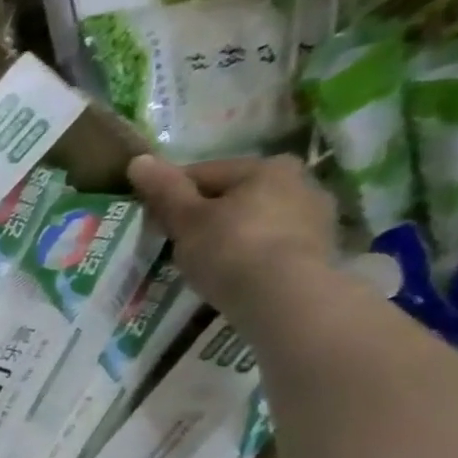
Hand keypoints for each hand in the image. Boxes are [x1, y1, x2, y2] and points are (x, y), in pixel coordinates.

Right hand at [128, 154, 337, 328]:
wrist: (286, 297)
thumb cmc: (230, 249)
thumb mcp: (186, 219)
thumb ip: (164, 190)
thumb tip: (138, 160)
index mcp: (265, 167)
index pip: (203, 173)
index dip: (170, 195)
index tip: (150, 219)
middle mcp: (299, 181)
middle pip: (232, 195)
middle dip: (203, 215)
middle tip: (174, 242)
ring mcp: (315, 216)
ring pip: (253, 220)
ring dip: (228, 234)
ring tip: (202, 261)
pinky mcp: (319, 249)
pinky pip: (270, 244)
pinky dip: (249, 253)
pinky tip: (231, 272)